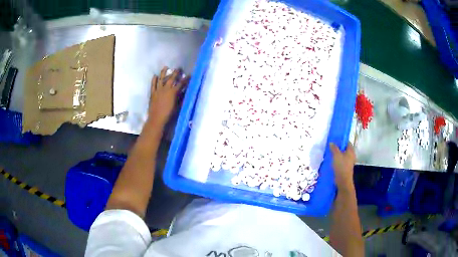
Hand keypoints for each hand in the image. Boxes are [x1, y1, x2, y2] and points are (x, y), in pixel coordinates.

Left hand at [148, 66, 188, 125]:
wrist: (157, 118)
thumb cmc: (169, 114)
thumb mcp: (177, 106)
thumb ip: (181, 98)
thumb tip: (184, 92)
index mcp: (173, 92)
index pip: (181, 84)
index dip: (185, 79)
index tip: (189, 75)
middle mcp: (166, 89)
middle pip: (171, 78)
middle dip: (176, 73)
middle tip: (178, 68)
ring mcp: (158, 90)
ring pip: (161, 79)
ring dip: (163, 72)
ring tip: (166, 67)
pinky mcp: (152, 93)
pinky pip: (153, 84)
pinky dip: (154, 80)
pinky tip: (155, 76)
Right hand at [330, 142, 355, 189]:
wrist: (343, 181)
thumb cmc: (341, 166)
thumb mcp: (336, 155)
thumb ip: (334, 148)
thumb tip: (331, 143)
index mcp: (351, 150)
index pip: (347, 142)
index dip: (341, 140)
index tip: (334, 140)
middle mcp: (351, 155)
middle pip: (345, 148)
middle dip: (338, 147)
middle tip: (331, 146)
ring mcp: (349, 162)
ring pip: (343, 155)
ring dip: (337, 154)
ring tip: (330, 153)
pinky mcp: (346, 167)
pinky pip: (341, 161)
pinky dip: (337, 160)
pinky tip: (332, 161)